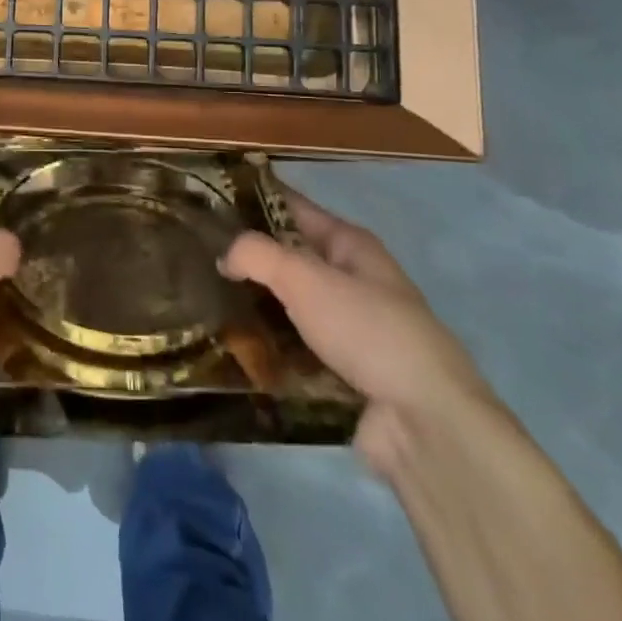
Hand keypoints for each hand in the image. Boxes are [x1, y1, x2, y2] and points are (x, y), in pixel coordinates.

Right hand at [222, 186, 493, 478]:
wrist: (425, 422)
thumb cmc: (367, 331)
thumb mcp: (305, 278)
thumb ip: (256, 254)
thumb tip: (224, 256)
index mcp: (350, 245)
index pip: (292, 207)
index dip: (252, 199)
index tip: (207, 200)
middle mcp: (353, 279)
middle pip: (290, 256)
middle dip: (247, 256)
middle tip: (196, 255)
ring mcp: (350, 327)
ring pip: (290, 304)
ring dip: (255, 303)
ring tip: (205, 300)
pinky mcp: (344, 370)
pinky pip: (295, 346)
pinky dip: (269, 346)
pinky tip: (233, 347)